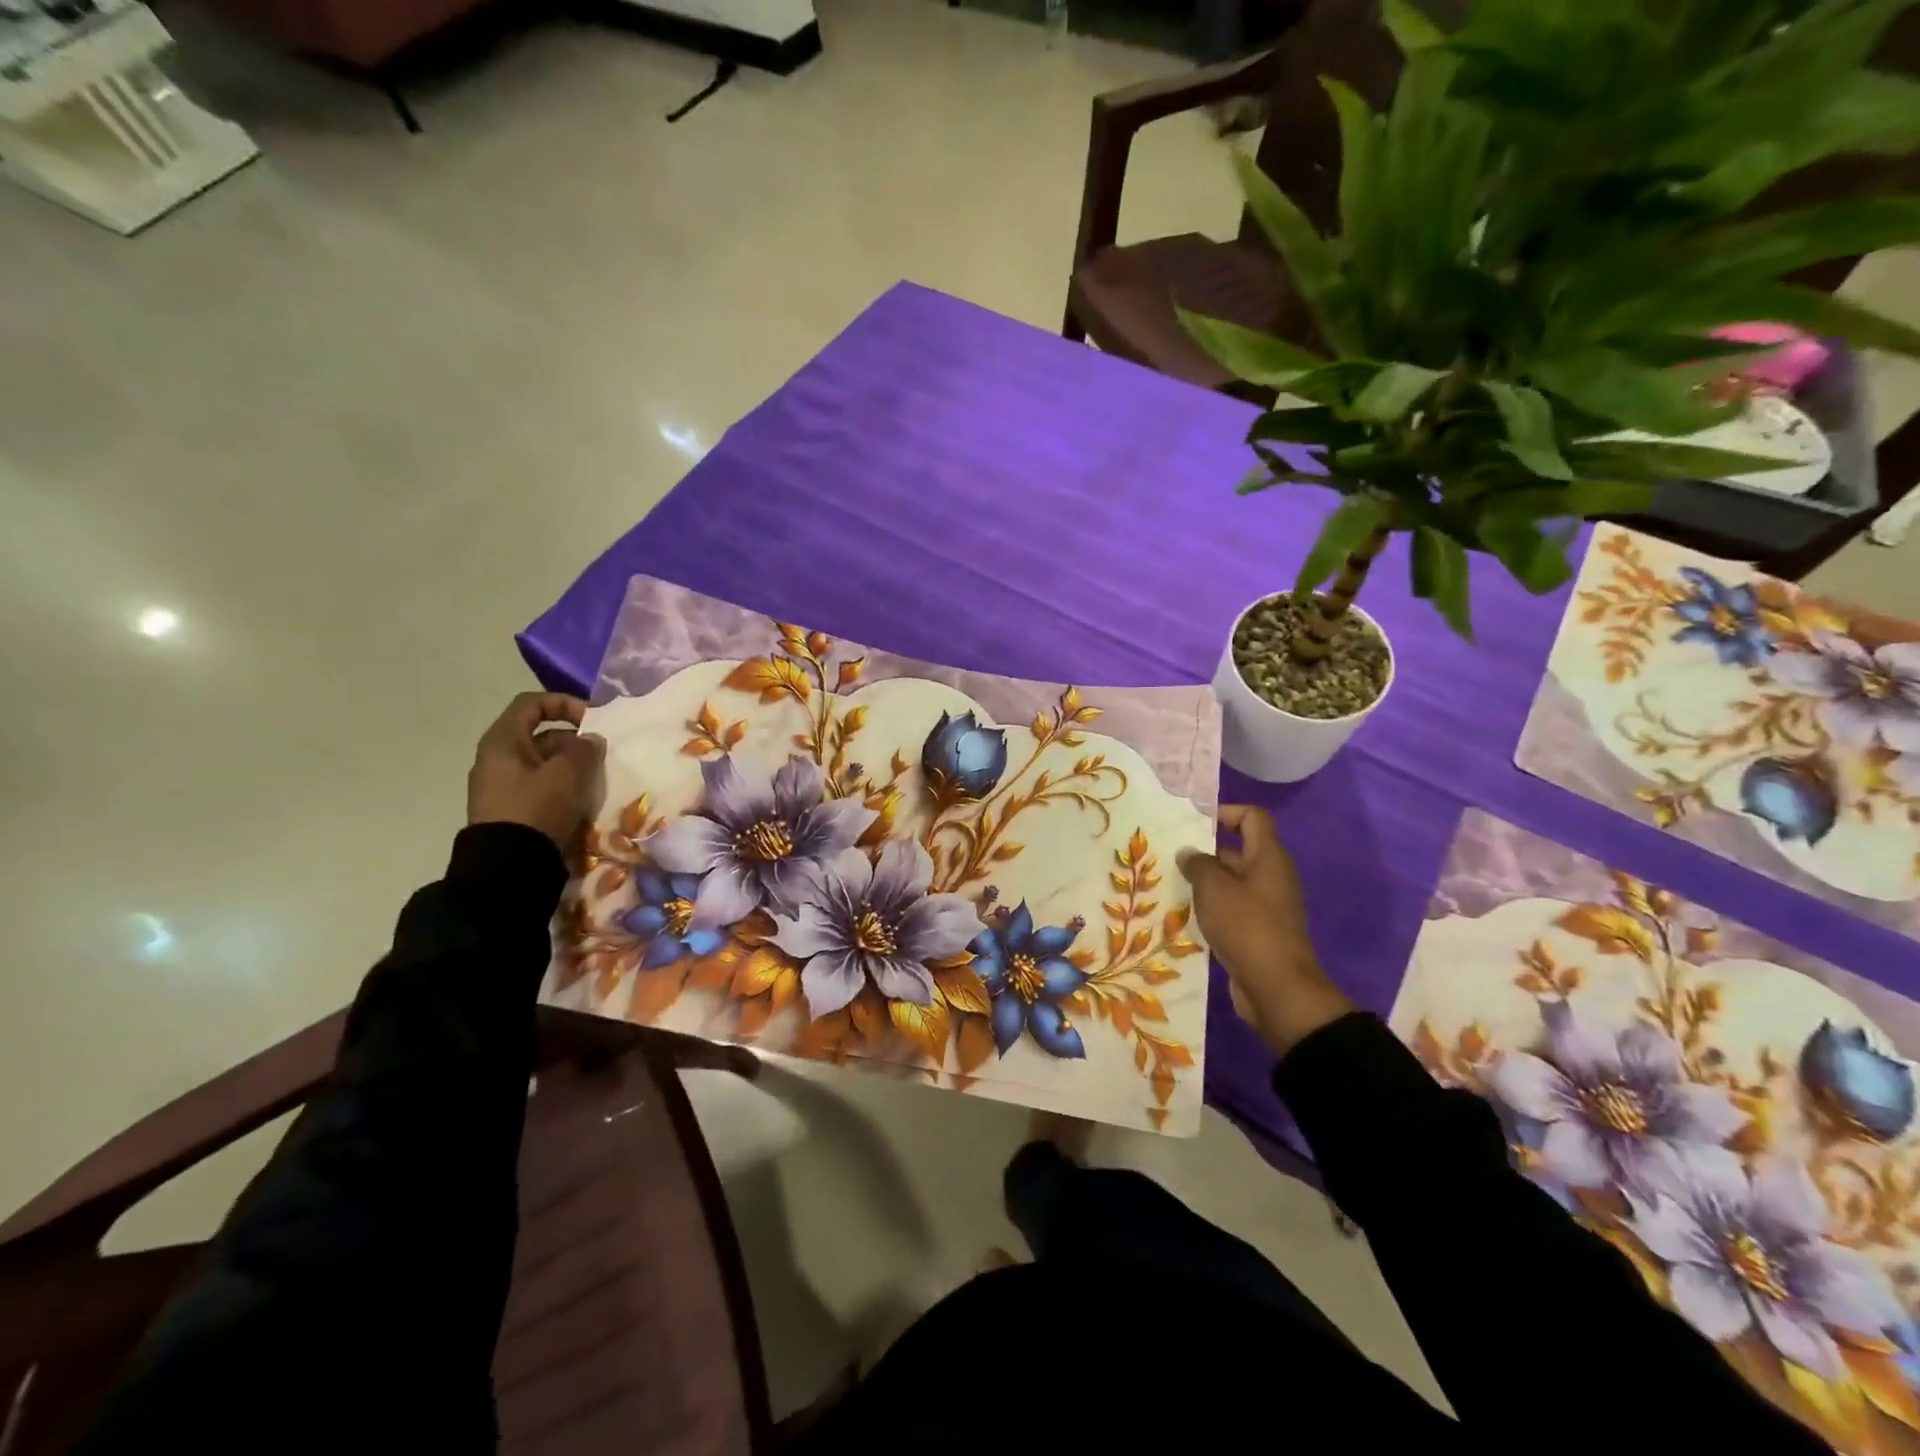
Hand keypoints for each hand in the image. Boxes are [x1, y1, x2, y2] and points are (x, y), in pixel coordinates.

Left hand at [466, 692, 605, 852]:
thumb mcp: (568, 773)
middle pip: (540, 735)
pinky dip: (562, 787)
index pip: (532, 704)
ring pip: (543, 763)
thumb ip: (584, 749)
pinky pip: (540, 787)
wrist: (508, 866)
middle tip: (600, 755)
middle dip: (574, 741)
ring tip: (596, 780)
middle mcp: (496, 758)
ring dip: (572, 766)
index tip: (593, 719)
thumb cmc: (537, 807)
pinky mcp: (510, 810)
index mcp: (503, 741)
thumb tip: (590, 739)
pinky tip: (581, 801)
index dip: (565, 703)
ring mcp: (501, 786)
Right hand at [1178, 805, 1351, 1055]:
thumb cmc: (1247, 928)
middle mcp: (1270, 877)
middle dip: (1203, 853)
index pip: (1252, 817)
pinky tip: (1182, 917)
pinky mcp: (1257, 932)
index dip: (1225, 812)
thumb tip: (1189, 853)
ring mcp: (1265, 906)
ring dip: (1202, 884)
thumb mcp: (1215, 889)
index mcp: (1268, 858)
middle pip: (1237, 851)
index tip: (1193, 823)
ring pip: (1230, 883)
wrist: (1277, 990)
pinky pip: (1230, 910)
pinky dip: (1209, 910)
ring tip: (1167, 885)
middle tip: (1167, 857)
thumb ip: (1198, 865)